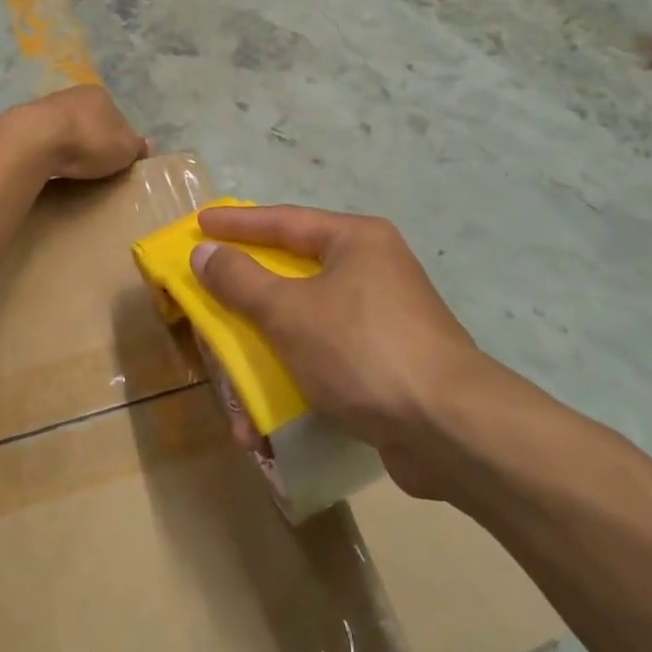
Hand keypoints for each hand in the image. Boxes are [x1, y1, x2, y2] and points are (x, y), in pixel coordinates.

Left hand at [24, 84, 148, 180]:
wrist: (37, 139)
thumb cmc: (89, 141)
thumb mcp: (125, 149)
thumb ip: (137, 147)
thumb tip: (148, 146)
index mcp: (101, 95)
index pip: (117, 117)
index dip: (119, 139)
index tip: (115, 160)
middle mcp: (74, 93)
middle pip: (90, 120)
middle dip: (92, 140)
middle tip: (93, 165)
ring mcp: (47, 104)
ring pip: (65, 127)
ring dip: (68, 144)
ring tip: (70, 167)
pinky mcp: (25, 121)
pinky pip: (44, 137)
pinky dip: (49, 149)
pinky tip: (49, 164)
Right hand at [191, 205, 516, 499]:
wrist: (451, 430)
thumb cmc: (362, 350)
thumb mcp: (290, 311)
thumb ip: (241, 280)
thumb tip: (205, 252)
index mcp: (356, 241)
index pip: (284, 221)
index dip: (238, 224)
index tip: (200, 224)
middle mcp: (373, 271)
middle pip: (293, 275)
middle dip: (247, 299)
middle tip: (209, 298)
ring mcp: (382, 321)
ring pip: (305, 326)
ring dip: (265, 355)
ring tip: (232, 382)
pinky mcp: (386, 367)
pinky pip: (325, 362)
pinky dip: (294, 383)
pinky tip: (266, 424)